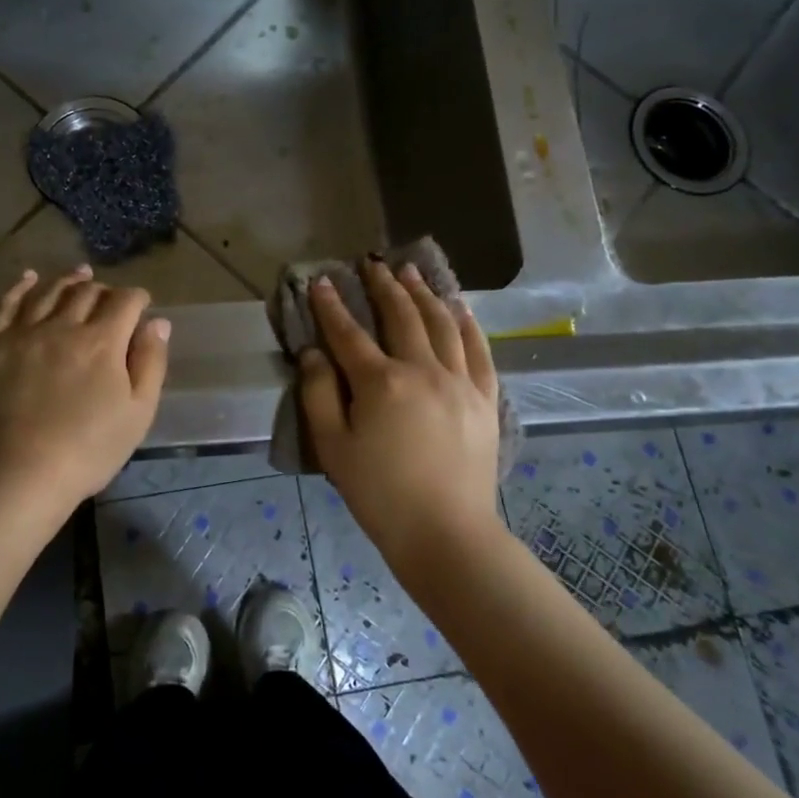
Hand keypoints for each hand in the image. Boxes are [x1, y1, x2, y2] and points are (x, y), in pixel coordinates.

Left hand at [0, 266, 170, 532]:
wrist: (15, 474)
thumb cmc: (87, 450)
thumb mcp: (137, 413)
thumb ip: (150, 363)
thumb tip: (158, 322)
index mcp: (103, 341)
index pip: (126, 302)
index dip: (137, 298)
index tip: (141, 304)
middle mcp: (64, 325)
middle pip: (87, 292)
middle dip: (104, 289)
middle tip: (109, 296)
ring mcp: (24, 332)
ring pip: (49, 292)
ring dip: (68, 280)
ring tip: (78, 275)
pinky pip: (6, 304)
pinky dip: (20, 287)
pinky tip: (28, 278)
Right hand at [299, 261, 504, 572]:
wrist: (446, 533)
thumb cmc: (380, 494)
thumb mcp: (333, 448)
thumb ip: (318, 395)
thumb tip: (313, 353)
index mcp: (380, 383)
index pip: (348, 333)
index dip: (331, 306)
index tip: (321, 282)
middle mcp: (422, 370)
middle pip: (401, 316)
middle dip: (383, 286)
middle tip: (372, 264)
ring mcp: (459, 382)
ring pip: (442, 324)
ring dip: (424, 294)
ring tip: (412, 273)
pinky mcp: (485, 398)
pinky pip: (479, 350)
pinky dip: (468, 324)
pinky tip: (460, 308)